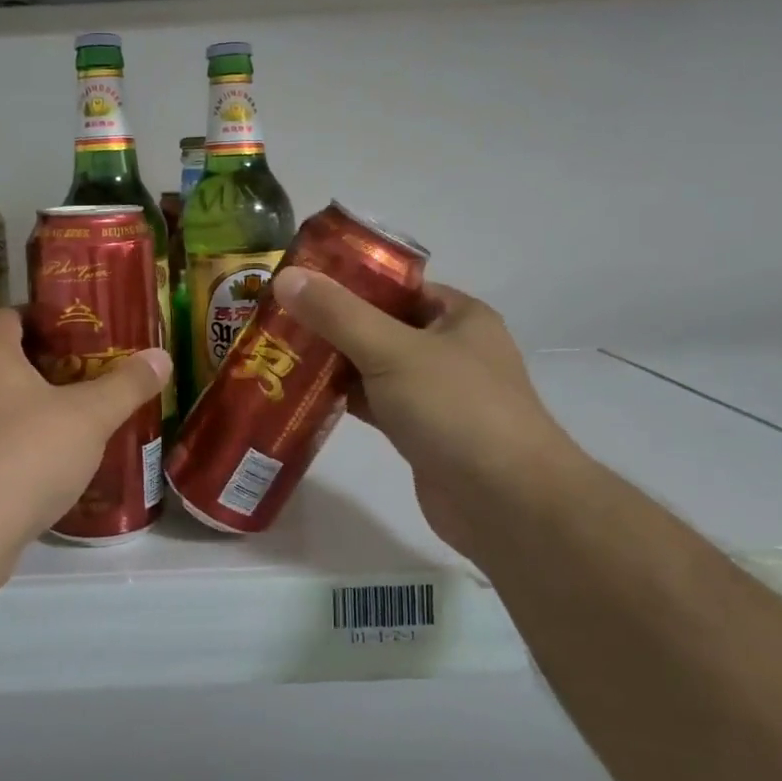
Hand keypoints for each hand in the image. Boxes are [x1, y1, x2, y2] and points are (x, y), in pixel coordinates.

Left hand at [0, 307, 170, 556]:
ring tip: (72, 410)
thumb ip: (126, 385)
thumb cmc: (27, 454)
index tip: (79, 330)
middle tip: (86, 368)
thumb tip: (161, 356)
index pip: (9, 314)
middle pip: (2, 354)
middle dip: (43, 359)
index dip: (44, 317)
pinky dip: (14, 433)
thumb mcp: (90, 417)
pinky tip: (47, 453)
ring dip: (28, 399)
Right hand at [272, 268, 582, 559]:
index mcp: (457, 316)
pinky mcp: (420, 432)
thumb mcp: (392, 350)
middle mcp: (449, 349)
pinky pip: (374, 403)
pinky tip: (301, 395)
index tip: (297, 278)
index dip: (347, 278)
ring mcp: (435, 393)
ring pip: (374, 366)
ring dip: (333, 362)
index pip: (395, 284)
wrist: (507, 504)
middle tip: (275, 316)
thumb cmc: (457, 409)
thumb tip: (285, 276)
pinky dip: (343, 398)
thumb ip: (337, 314)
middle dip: (331, 322)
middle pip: (380, 324)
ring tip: (277, 351)